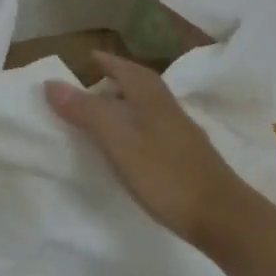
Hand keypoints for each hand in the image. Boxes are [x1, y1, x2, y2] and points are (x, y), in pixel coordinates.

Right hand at [45, 51, 249, 245]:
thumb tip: (51, 83)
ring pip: (148, 105)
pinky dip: (136, 124)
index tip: (86, 58)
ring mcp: (180, 131)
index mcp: (150, 97)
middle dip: (116, 78)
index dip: (105, 62)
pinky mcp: (186, 155)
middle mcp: (167, 106)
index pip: (124, 68)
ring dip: (126, 101)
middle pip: (138, 83)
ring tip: (104, 112)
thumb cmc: (166, 175)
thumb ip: (86, 111)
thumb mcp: (119, 142)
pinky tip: (130, 144)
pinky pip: (154, 126)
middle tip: (91, 83)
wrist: (224, 217)